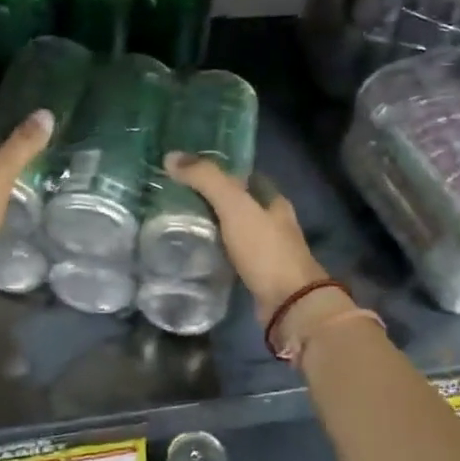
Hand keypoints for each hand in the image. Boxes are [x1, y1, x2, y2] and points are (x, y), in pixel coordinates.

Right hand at [164, 154, 326, 323]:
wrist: (288, 303)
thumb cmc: (265, 249)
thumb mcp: (234, 206)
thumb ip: (206, 179)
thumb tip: (171, 156)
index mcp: (273, 200)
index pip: (246, 176)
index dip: (221, 171)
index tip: (191, 171)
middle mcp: (274, 222)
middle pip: (240, 204)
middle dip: (213, 200)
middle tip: (178, 197)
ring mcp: (267, 251)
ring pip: (235, 230)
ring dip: (214, 227)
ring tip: (180, 223)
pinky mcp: (258, 275)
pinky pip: (232, 255)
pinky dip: (216, 251)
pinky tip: (195, 253)